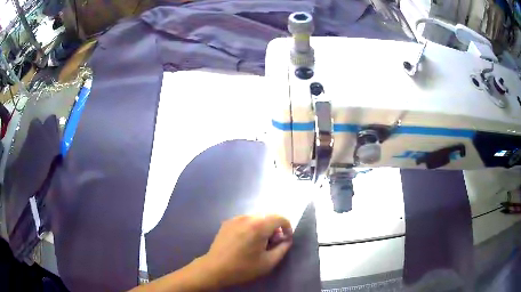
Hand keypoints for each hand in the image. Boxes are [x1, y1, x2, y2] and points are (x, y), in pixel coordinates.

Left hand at [197, 214, 292, 287]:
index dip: (287, 227)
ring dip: (263, 227)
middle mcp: (247, 217)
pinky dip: (251, 227)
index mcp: (258, 226)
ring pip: (256, 218)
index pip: (279, 218)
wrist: (215, 268)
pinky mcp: (227, 223)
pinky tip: (246, 241)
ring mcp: (235, 219)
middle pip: (268, 217)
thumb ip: (282, 248)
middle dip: (274, 228)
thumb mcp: (268, 262)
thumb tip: (286, 240)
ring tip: (259, 243)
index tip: (286, 239)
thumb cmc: (243, 267)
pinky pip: (245, 221)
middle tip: (272, 244)